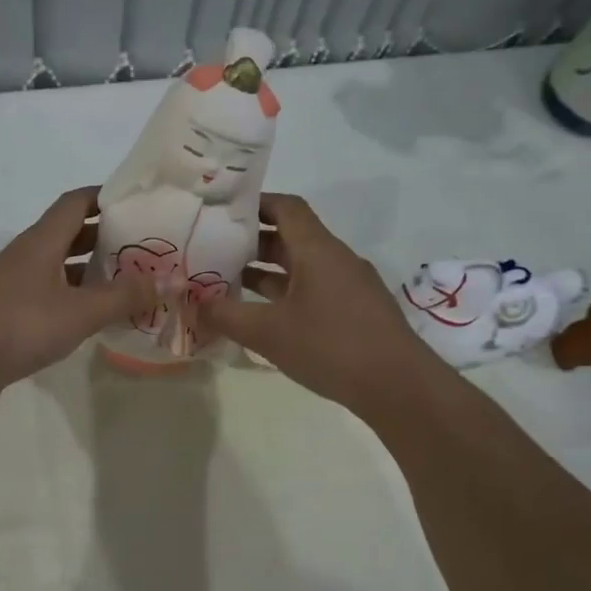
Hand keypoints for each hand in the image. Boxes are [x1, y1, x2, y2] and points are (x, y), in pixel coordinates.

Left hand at [0, 187, 156, 404]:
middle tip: (144, 246)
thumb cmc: (22, 325)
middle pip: (70, 233)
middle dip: (106, 237)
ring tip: (130, 281)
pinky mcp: (12, 312)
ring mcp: (17, 284)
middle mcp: (28, 255)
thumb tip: (171, 280)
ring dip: (92, 271)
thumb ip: (125, 296)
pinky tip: (97, 315)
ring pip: (61, 266)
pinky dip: (77, 297)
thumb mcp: (81, 311)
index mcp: (42, 241)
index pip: (76, 202)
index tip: (138, 203)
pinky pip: (52, 293)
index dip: (106, 197)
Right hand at [193, 193, 446, 417]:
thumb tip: (194, 303)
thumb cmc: (330, 346)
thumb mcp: (268, 332)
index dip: (255, 205)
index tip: (222, 213)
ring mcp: (349, 286)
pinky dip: (286, 295)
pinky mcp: (356, 312)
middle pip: (292, 237)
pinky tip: (266, 318)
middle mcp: (336, 259)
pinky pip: (314, 291)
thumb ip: (226, 315)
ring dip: (268, 273)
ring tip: (231, 284)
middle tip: (216, 252)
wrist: (397, 385)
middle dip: (253, 243)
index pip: (286, 208)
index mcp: (317, 250)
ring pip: (302, 267)